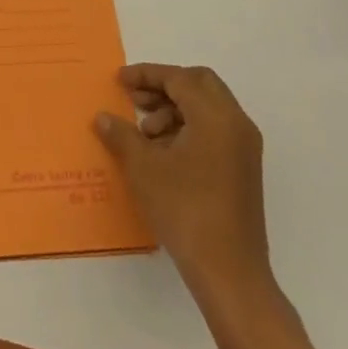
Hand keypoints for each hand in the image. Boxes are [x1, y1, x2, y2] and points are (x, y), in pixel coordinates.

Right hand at [95, 63, 271, 305]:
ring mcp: (244, 148)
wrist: (229, 273)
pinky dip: (189, 129)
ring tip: (146, 135)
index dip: (146, 75)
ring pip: (208, 108)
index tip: (120, 81)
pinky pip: (215, 130)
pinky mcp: (244, 170)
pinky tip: (164, 154)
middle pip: (199, 84)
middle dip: (164, 87)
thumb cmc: (185, 210)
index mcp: (216, 116)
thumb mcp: (143, 168)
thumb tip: (103, 118)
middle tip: (137, 101)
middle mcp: (236, 124)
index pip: (179, 78)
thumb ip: (121, 134)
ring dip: (175, 110)